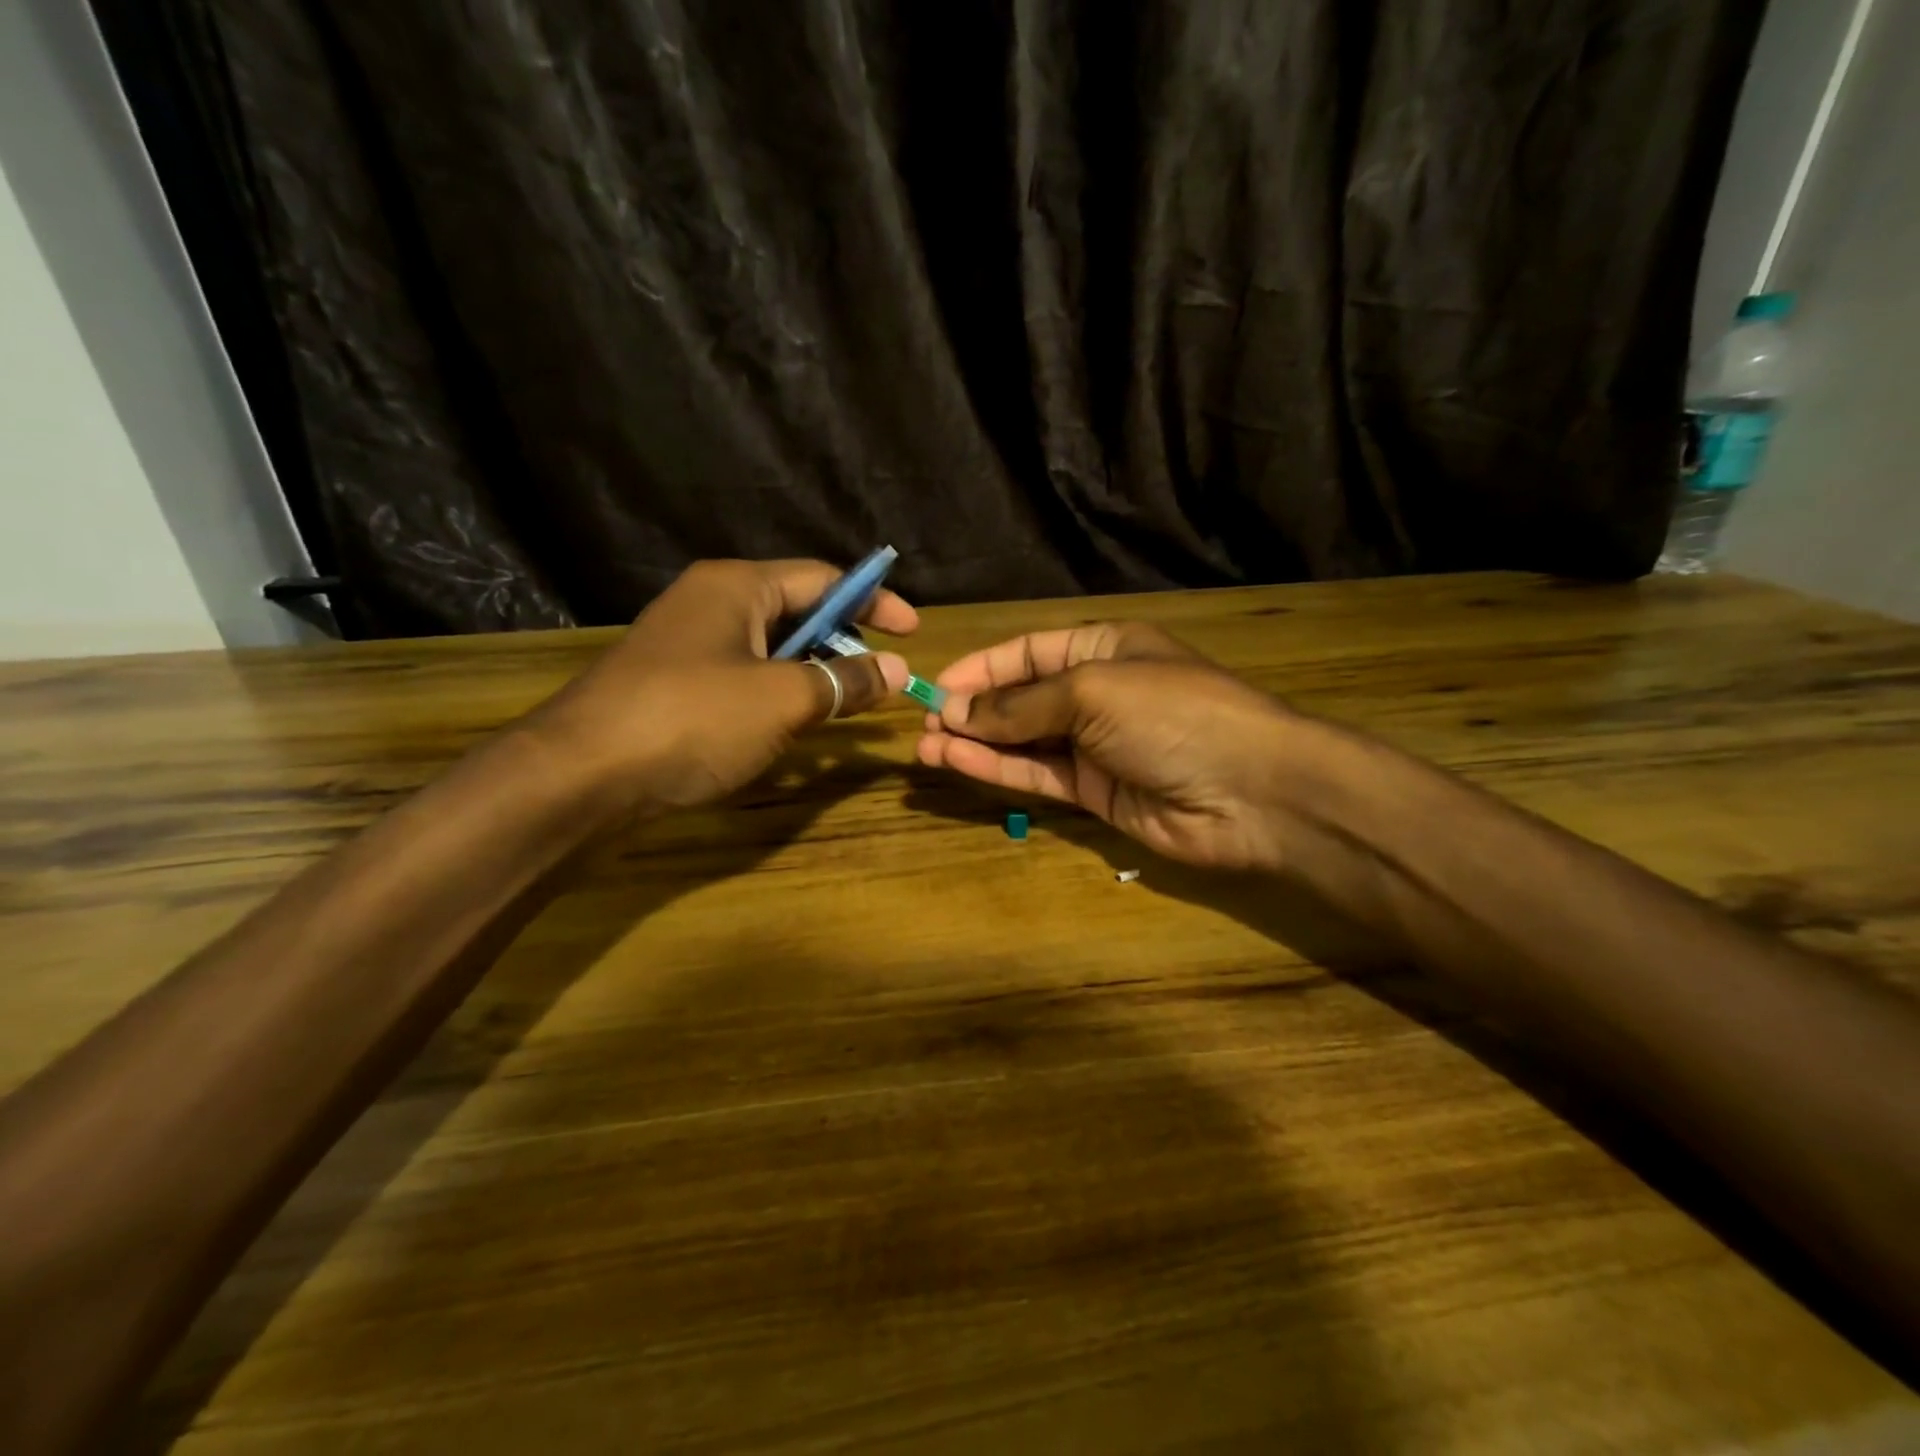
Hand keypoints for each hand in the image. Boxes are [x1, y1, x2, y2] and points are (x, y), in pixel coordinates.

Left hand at [531, 559, 915, 812]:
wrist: (580, 776)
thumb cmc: (692, 719)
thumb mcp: (782, 699)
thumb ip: (844, 681)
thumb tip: (895, 671)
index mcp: (737, 586)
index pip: (823, 578)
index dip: (874, 601)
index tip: (912, 632)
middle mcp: (711, 604)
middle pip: (797, 611)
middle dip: (843, 641)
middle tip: (879, 678)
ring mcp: (687, 646)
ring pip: (770, 650)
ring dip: (811, 675)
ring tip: (844, 706)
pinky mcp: (674, 686)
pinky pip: (743, 678)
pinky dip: (777, 696)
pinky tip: (789, 728)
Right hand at [916, 623, 1321, 871]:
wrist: (1252, 792)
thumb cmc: (1172, 714)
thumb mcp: (1092, 691)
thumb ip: (1021, 704)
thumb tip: (956, 712)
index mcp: (1103, 648)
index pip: (1028, 652)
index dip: (981, 668)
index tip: (934, 687)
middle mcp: (1096, 693)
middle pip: (1021, 697)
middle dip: (973, 709)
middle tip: (922, 726)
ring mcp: (1096, 745)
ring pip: (1023, 740)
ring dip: (976, 743)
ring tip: (926, 749)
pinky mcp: (1095, 792)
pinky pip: (1038, 775)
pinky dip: (998, 770)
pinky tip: (958, 764)